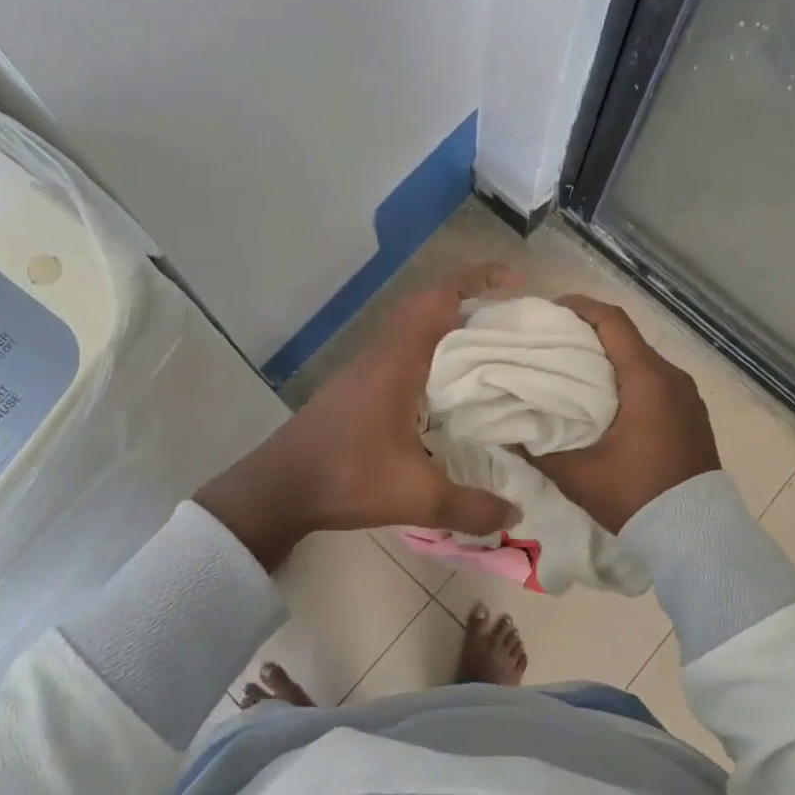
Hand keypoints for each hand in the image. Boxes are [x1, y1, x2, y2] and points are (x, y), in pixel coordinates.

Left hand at [195, 265, 520, 568]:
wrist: (279, 488)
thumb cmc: (347, 478)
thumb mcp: (416, 498)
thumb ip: (470, 508)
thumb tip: (516, 515)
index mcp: (398, 361)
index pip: (438, 298)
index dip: (477, 279)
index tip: (515, 283)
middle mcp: (382, 353)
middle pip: (428, 304)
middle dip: (471, 301)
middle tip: (511, 320)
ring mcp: (365, 367)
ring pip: (413, 327)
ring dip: (449, 325)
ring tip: (490, 346)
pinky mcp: (357, 385)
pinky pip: (402, 349)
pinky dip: (431, 350)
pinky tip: (449, 384)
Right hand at [528, 295, 719, 532]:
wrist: (696, 536)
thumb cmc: (636, 496)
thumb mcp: (578, 475)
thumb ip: (539, 449)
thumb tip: (507, 431)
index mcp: (647, 380)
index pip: (612, 321)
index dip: (579, 307)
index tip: (549, 310)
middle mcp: (672, 377)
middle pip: (625, 338)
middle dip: (587, 334)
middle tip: (550, 344)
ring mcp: (686, 396)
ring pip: (640, 361)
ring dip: (608, 359)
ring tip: (572, 372)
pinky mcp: (690, 414)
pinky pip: (654, 382)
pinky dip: (627, 379)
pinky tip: (603, 400)